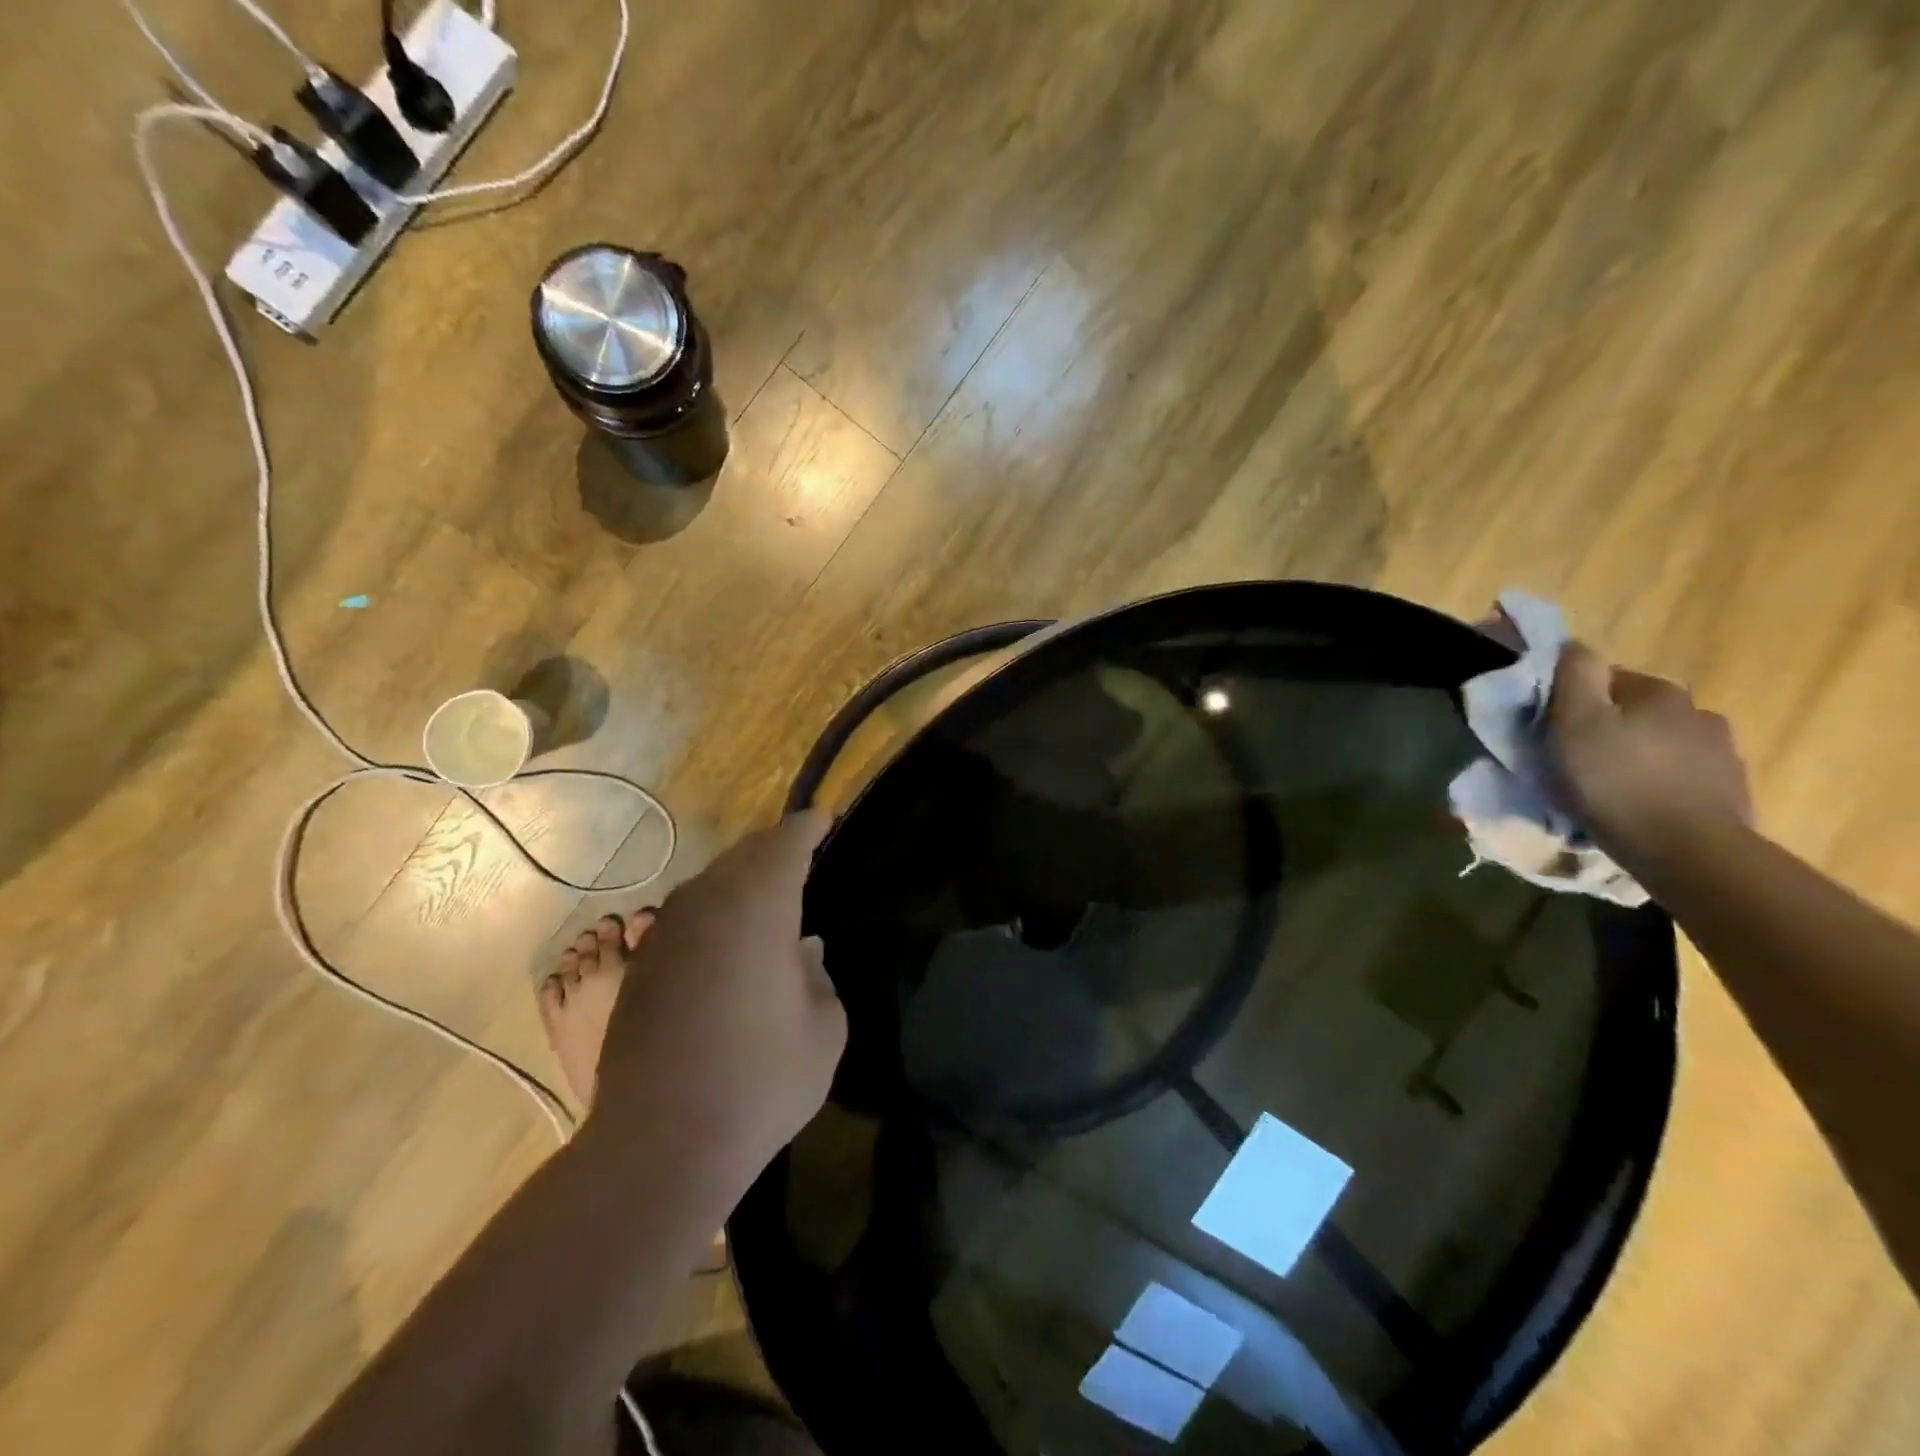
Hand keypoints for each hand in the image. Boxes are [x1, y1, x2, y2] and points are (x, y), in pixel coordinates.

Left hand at [588, 811, 846, 1189]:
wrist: (659, 1143)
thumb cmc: (760, 1080)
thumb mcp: (823, 1030)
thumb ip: (818, 977)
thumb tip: (801, 952)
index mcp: (758, 904)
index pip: (787, 843)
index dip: (808, 827)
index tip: (823, 819)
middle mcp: (707, 903)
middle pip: (744, 855)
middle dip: (773, 849)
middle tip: (799, 854)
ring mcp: (665, 934)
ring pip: (710, 884)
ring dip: (739, 881)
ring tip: (765, 897)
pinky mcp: (641, 969)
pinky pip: (686, 918)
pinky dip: (713, 914)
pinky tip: (725, 944)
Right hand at [1545, 643, 1753, 863]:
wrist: (1687, 850)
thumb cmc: (1616, 780)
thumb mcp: (1575, 722)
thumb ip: (1574, 676)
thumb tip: (1574, 645)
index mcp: (1659, 692)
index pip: (1606, 679)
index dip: (1572, 700)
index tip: (1551, 728)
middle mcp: (1698, 712)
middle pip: (1635, 713)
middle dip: (1606, 729)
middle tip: (1573, 761)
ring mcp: (1721, 754)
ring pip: (1660, 745)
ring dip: (1635, 758)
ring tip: (1606, 790)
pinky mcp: (1729, 792)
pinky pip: (1680, 779)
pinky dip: (1657, 786)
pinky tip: (1638, 808)